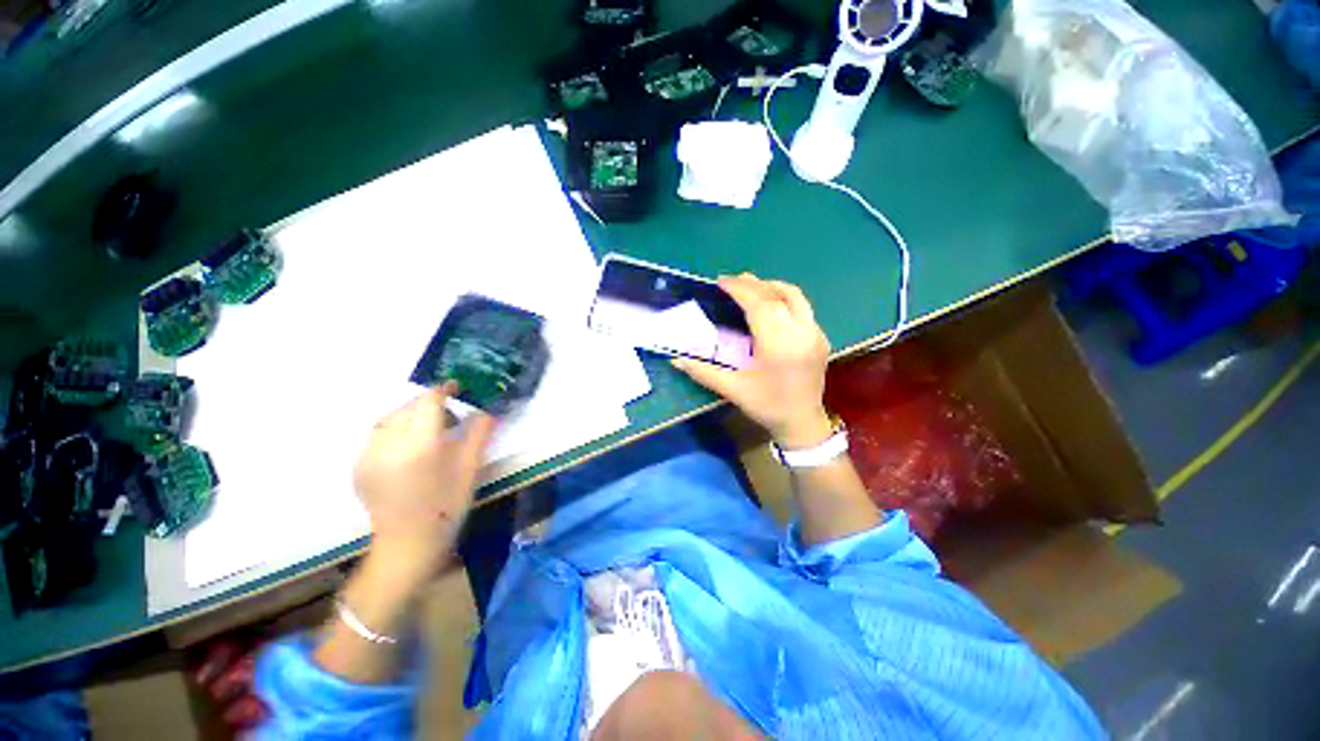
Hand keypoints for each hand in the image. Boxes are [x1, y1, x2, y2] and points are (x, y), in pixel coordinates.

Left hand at [353, 384, 495, 583]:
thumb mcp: (471, 469)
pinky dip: (395, 430)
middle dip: (428, 403)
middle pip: (407, 407)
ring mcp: (369, 456)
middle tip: (450, 415)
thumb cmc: (447, 506)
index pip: (428, 401)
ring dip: (410, 415)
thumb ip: (479, 434)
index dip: (444, 389)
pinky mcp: (359, 467)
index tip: (458, 388)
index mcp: (420, 445)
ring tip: (428, 430)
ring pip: (389, 419)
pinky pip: (378, 435)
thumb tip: (487, 411)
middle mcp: (389, 445)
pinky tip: (410, 448)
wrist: (408, 545)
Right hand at [673, 274, 832, 448]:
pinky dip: (783, 299)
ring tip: (749, 286)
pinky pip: (802, 308)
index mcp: (779, 345)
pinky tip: (769, 306)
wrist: (802, 423)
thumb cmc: (767, 406)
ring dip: (770, 287)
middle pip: (777, 295)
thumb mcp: (733, 389)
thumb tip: (676, 360)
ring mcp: (815, 334)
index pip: (759, 305)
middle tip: (731, 281)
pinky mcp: (821, 337)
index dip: (739, 290)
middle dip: (753, 284)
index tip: (721, 282)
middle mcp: (801, 333)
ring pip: (795, 297)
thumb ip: (703, 372)